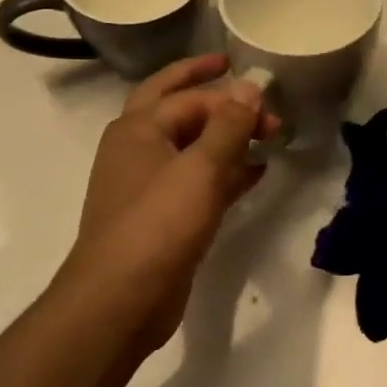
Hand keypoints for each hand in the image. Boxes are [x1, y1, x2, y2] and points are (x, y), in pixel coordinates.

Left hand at [61, 55, 273, 352]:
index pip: (188, 96)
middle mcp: (136, 148)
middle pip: (180, 109)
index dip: (228, 93)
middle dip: (214, 96)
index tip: (268, 98)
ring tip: (266, 134)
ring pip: (191, 147)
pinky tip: (256, 172)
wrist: (119, 302)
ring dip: (225, 137)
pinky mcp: (160, 217)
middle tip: (251, 89)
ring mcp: (146, 184)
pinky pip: (196, 181)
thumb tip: (249, 85)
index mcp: (137, 127)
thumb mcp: (201, 168)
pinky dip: (224, 172)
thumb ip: (228, 124)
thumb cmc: (158, 224)